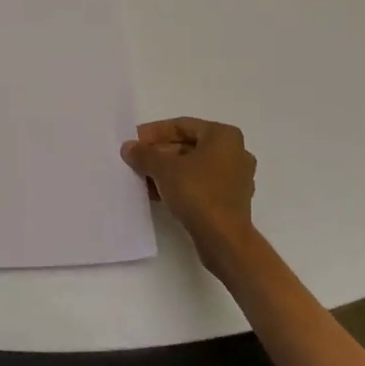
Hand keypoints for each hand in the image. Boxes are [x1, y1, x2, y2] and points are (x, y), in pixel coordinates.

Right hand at [122, 118, 257, 275]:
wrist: (224, 240)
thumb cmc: (198, 193)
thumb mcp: (164, 169)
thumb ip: (144, 154)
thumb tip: (128, 147)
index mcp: (224, 136)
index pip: (182, 125)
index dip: (155, 132)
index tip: (135, 140)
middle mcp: (235, 152)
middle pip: (188, 146)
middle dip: (160, 153)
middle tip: (137, 159)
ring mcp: (236, 178)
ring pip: (194, 167)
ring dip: (168, 171)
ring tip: (143, 177)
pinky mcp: (231, 200)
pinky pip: (201, 184)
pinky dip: (180, 185)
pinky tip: (157, 193)